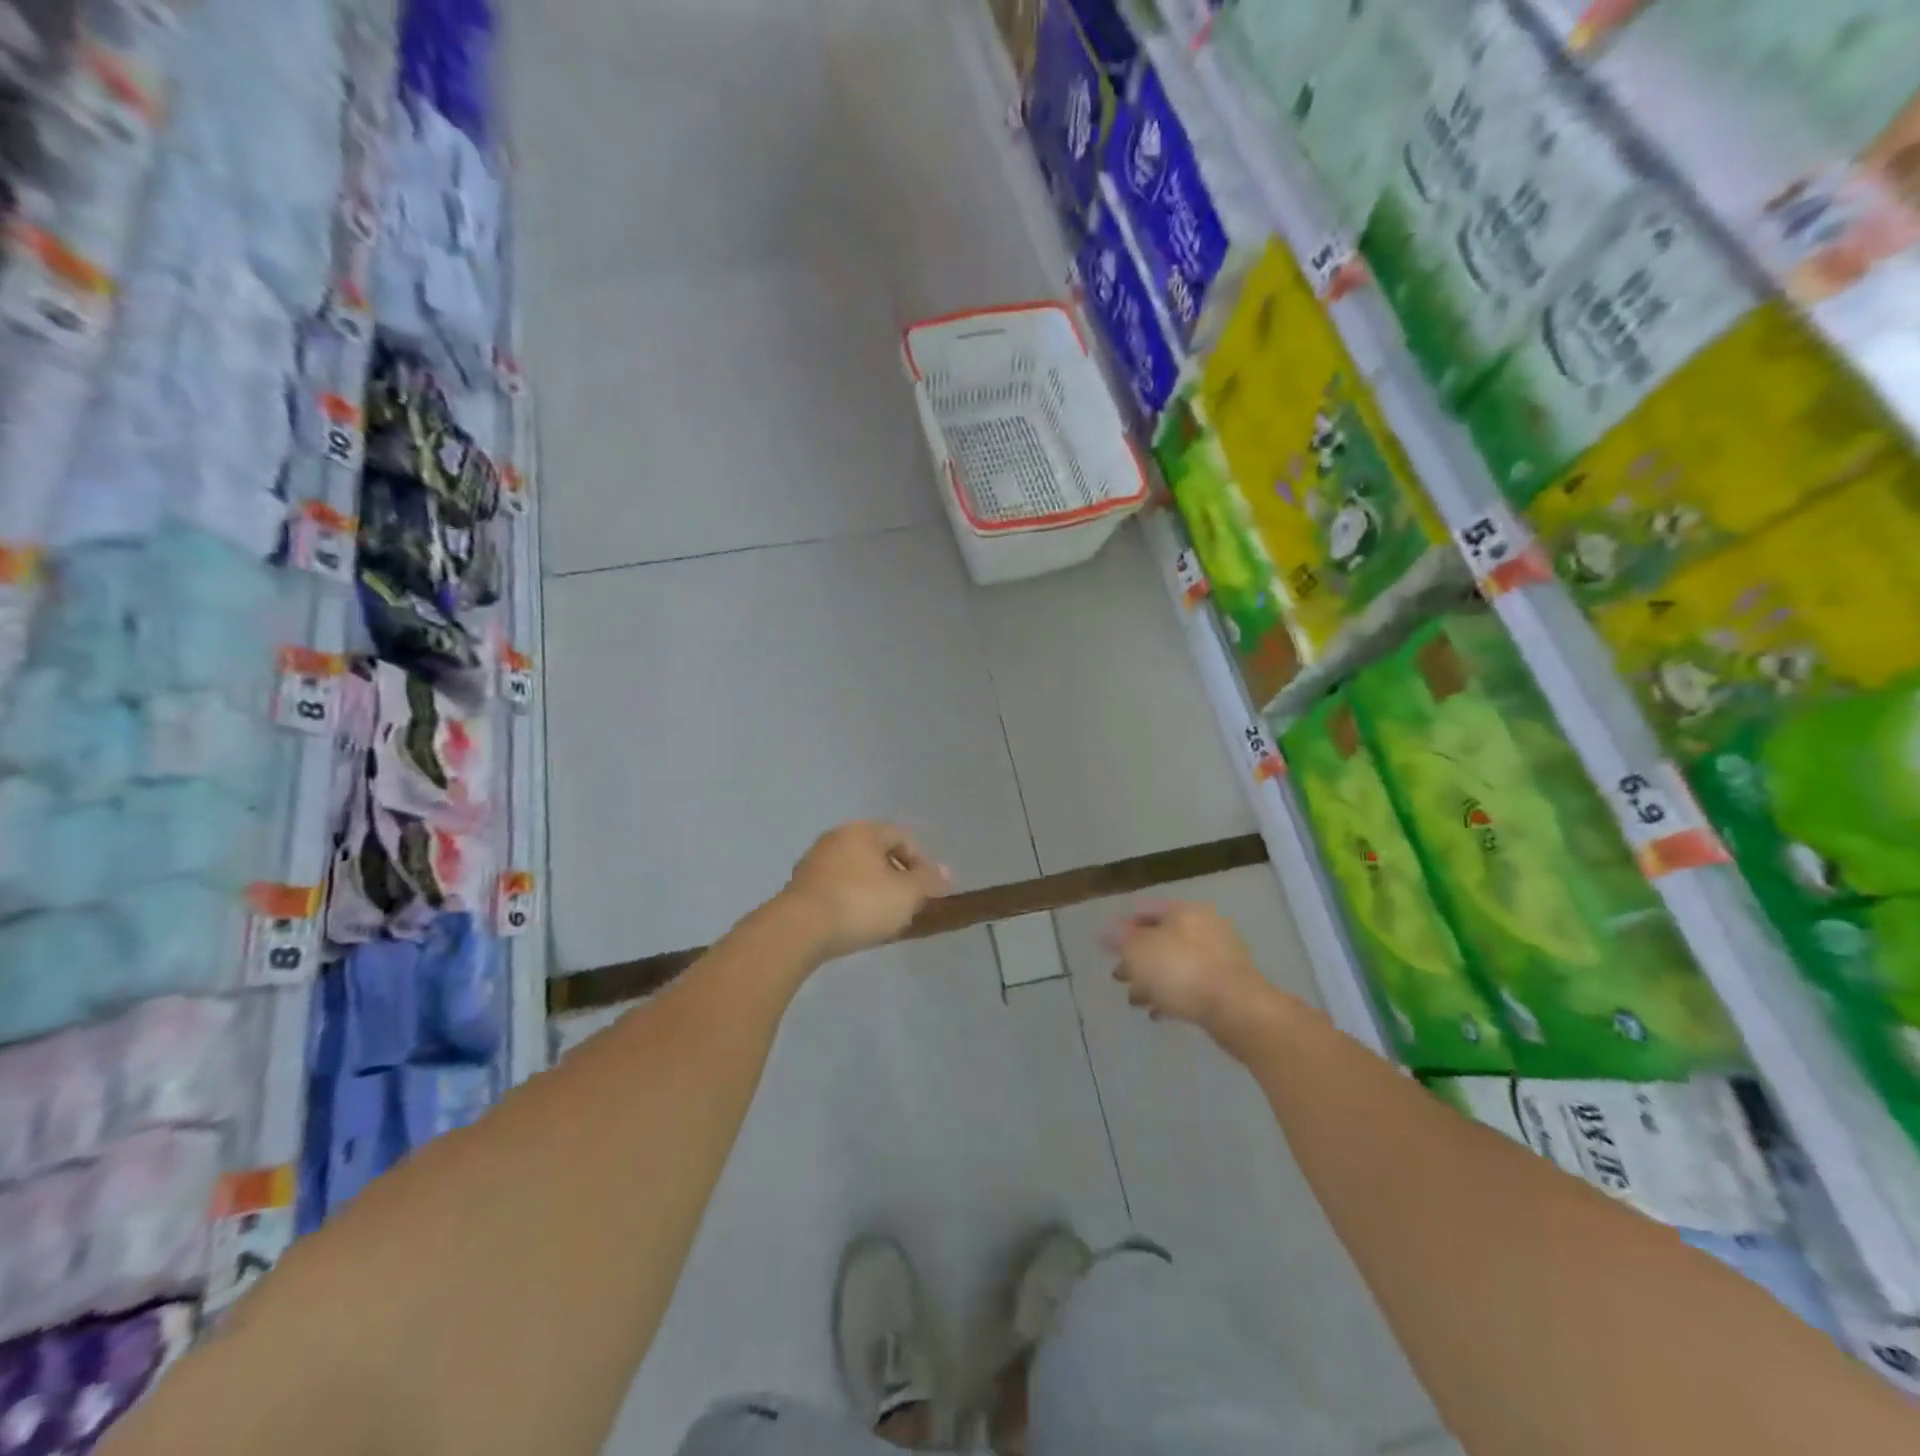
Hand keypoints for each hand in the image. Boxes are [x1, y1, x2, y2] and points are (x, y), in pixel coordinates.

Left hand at [779, 822, 951, 960]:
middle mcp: (836, 838)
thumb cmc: (860, 903)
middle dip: (897, 877)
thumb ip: (928, 881)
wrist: (799, 930)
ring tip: (884, 918)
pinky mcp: (800, 887)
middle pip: (877, 852)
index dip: (922, 862)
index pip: (902, 837)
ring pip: (856, 871)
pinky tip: (856, 923)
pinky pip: (837, 887)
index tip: (930, 891)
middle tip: (908, 904)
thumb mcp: (905, 894)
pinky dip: (852, 900)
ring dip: (874, 890)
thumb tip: (946, 871)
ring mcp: (814, 862)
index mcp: (862, 831)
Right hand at [1103, 901, 1286, 1043]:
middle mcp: (1203, 927)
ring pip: (1175, 964)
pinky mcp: (1226, 986)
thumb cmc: (1181, 971)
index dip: (1122, 927)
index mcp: (1184, 911)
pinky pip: (1191, 986)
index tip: (1107, 947)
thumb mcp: (1139, 951)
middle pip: (1161, 938)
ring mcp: (1218, 957)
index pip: (1145, 910)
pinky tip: (1157, 1012)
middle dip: (1137, 958)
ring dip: (1152, 980)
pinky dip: (1172, 996)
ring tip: (1134, 1000)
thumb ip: (1120, 939)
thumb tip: (1106, 932)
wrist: (1236, 1010)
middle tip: (1118, 975)